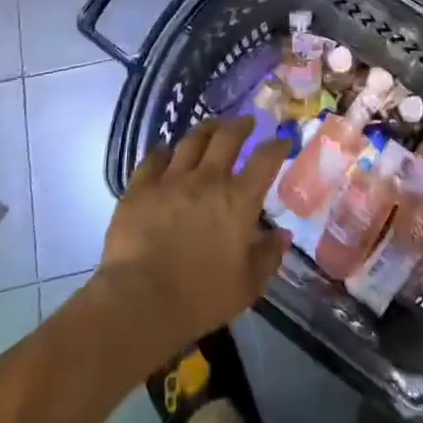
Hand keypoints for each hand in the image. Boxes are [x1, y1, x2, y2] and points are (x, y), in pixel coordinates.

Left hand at [95, 117, 290, 368]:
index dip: (276, 146)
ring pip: (191, 140)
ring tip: (211, 127)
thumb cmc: (200, 298)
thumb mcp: (247, 286)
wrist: (140, 301)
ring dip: (205, 129)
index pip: (265, 160)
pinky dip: (163, 151)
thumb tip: (282, 235)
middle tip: (246, 121)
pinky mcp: (140, 187)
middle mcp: (208, 179)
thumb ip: (267, 257)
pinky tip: (165, 151)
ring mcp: (171, 179)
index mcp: (239, 200)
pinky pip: (153, 158)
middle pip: (227, 137)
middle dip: (240, 125)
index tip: (282, 140)